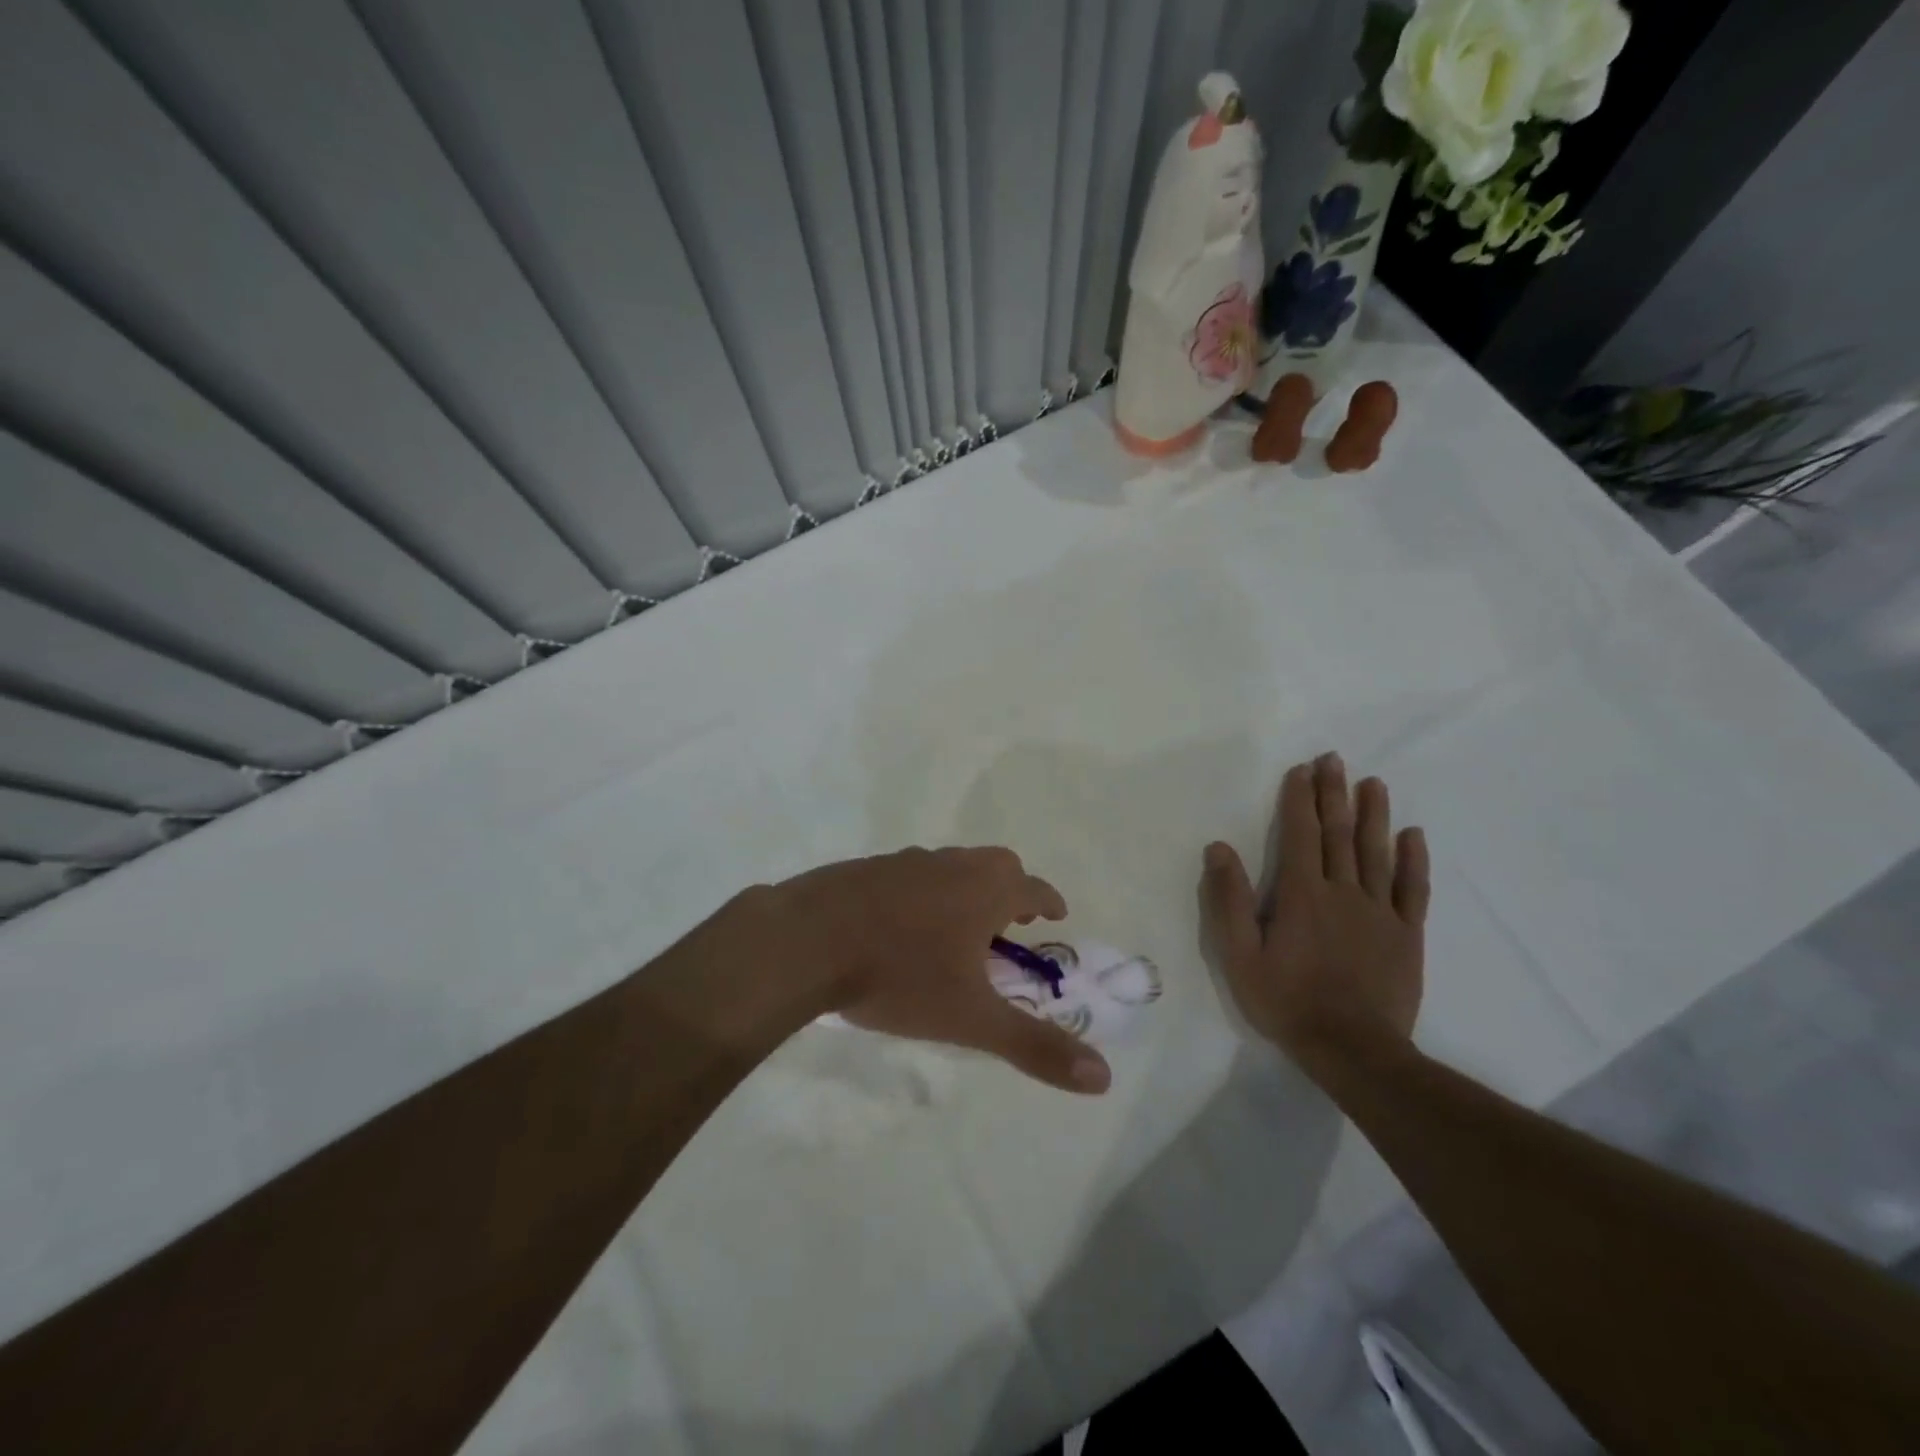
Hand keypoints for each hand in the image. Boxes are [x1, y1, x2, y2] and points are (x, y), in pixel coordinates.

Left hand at [766, 847, 1112, 1094]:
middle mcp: (951, 864)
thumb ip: (1035, 1047)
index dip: (1049, 903)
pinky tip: (901, 926)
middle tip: (1007, 927)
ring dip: (965, 890)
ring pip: (951, 867)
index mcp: (985, 890)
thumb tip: (1103, 1078)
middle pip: (996, 866)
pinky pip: (910, 874)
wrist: (806, 940)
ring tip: (956, 931)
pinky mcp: (867, 867)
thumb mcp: (971, 1019)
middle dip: (1010, 892)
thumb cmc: (900, 976)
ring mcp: (906, 861)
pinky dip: (922, 893)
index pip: (1034, 889)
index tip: (1054, 918)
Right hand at [1200, 753, 1429, 1081]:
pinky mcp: (1405, 934)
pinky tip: (1413, 835)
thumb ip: (1229, 900)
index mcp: (1301, 894)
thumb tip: (1219, 848)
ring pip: (1376, 852)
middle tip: (1335, 760)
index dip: (1299, 800)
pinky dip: (1413, 860)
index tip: (1302, 770)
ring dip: (1374, 815)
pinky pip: (1411, 889)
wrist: (1354, 1049)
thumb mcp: (1239, 955)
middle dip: (1334, 794)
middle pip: (1338, 834)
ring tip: (1373, 783)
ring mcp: (1379, 912)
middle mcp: (1342, 891)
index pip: (1300, 834)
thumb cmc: (1287, 1001)